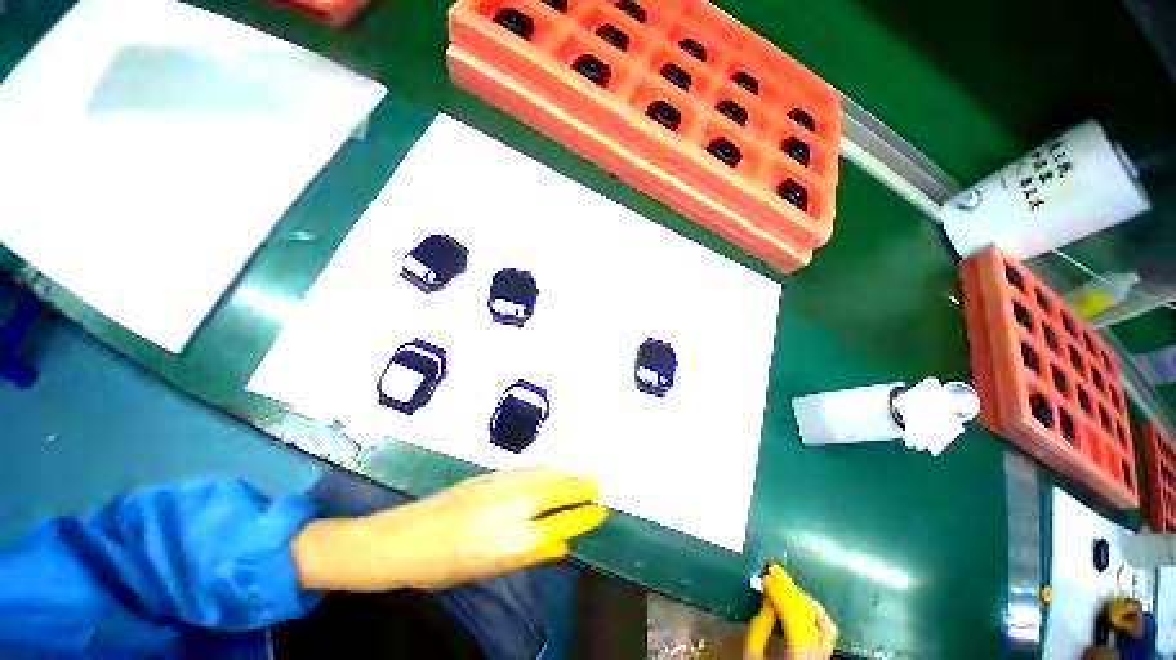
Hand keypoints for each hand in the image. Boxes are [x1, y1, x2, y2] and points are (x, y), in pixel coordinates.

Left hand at [292, 466, 608, 591]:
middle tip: (598, 487)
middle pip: (558, 492)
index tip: (602, 509)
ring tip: (581, 476)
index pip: (562, 524)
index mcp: (512, 541)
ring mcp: (499, 486)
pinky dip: (547, 469)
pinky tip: (551, 470)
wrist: (398, 541)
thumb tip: (561, 545)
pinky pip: (528, 469)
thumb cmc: (442, 567)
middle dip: (582, 487)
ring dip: (567, 474)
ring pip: (544, 474)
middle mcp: (510, 508)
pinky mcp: (488, 475)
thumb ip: (529, 554)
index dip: (585, 516)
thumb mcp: (488, 569)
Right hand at [744, 565, 836, 659]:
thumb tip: (765, 605)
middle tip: (774, 574)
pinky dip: (812, 614)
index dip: (781, 594)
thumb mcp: (752, 659)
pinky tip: (798, 607)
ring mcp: (825, 659)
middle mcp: (818, 658)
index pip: (796, 618)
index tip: (766, 577)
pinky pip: (825, 631)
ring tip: (786, 588)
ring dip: (804, 601)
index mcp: (799, 658)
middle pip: (812, 618)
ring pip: (825, 624)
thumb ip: (758, 633)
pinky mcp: (825, 658)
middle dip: (792, 593)